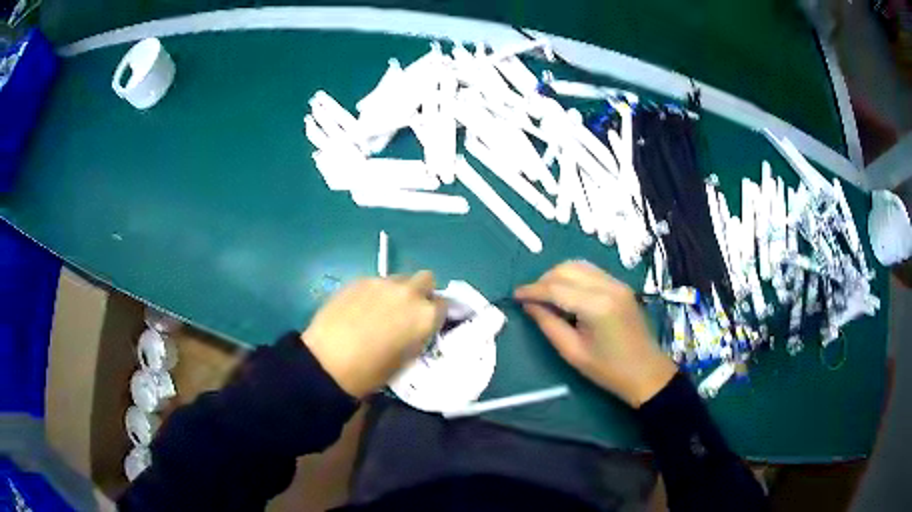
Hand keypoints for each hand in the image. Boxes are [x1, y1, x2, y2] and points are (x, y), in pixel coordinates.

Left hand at [302, 271, 445, 397]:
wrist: (329, 361)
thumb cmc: (371, 372)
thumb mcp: (407, 359)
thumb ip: (418, 336)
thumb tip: (417, 328)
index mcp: (426, 316)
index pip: (444, 304)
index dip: (436, 314)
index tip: (426, 323)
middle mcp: (409, 293)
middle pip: (426, 279)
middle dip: (421, 292)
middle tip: (407, 311)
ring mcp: (383, 283)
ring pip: (400, 279)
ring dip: (397, 291)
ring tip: (380, 310)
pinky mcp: (360, 279)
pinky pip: (376, 281)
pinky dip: (375, 292)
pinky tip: (360, 309)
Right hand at [515, 261, 676, 407]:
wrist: (647, 372)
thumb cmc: (608, 370)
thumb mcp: (573, 352)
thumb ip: (548, 324)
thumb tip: (529, 305)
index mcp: (596, 306)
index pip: (556, 288)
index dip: (532, 290)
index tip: (514, 295)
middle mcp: (608, 287)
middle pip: (567, 269)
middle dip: (544, 280)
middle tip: (531, 299)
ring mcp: (617, 283)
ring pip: (579, 265)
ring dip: (558, 276)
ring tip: (547, 296)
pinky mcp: (621, 286)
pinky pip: (591, 271)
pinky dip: (573, 277)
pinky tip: (567, 294)